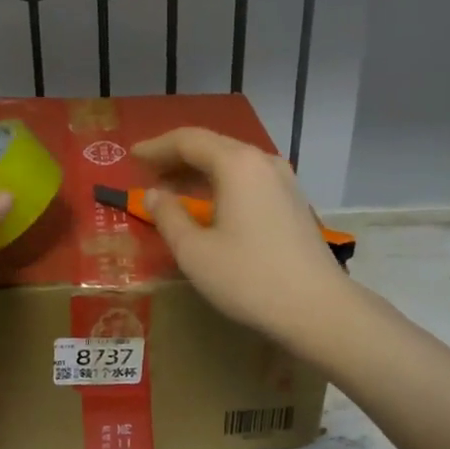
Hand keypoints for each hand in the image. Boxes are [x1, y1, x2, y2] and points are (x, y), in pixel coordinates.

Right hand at [133, 128, 353, 344]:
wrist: (318, 308)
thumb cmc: (249, 278)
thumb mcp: (195, 252)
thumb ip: (169, 216)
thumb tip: (155, 194)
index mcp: (237, 164)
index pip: (188, 140)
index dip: (156, 147)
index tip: (131, 156)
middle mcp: (263, 161)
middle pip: (212, 146)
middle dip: (177, 156)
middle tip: (147, 171)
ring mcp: (283, 180)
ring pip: (232, 162)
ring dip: (199, 170)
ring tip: (172, 187)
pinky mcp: (293, 201)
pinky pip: (248, 178)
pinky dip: (221, 183)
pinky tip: (208, 204)